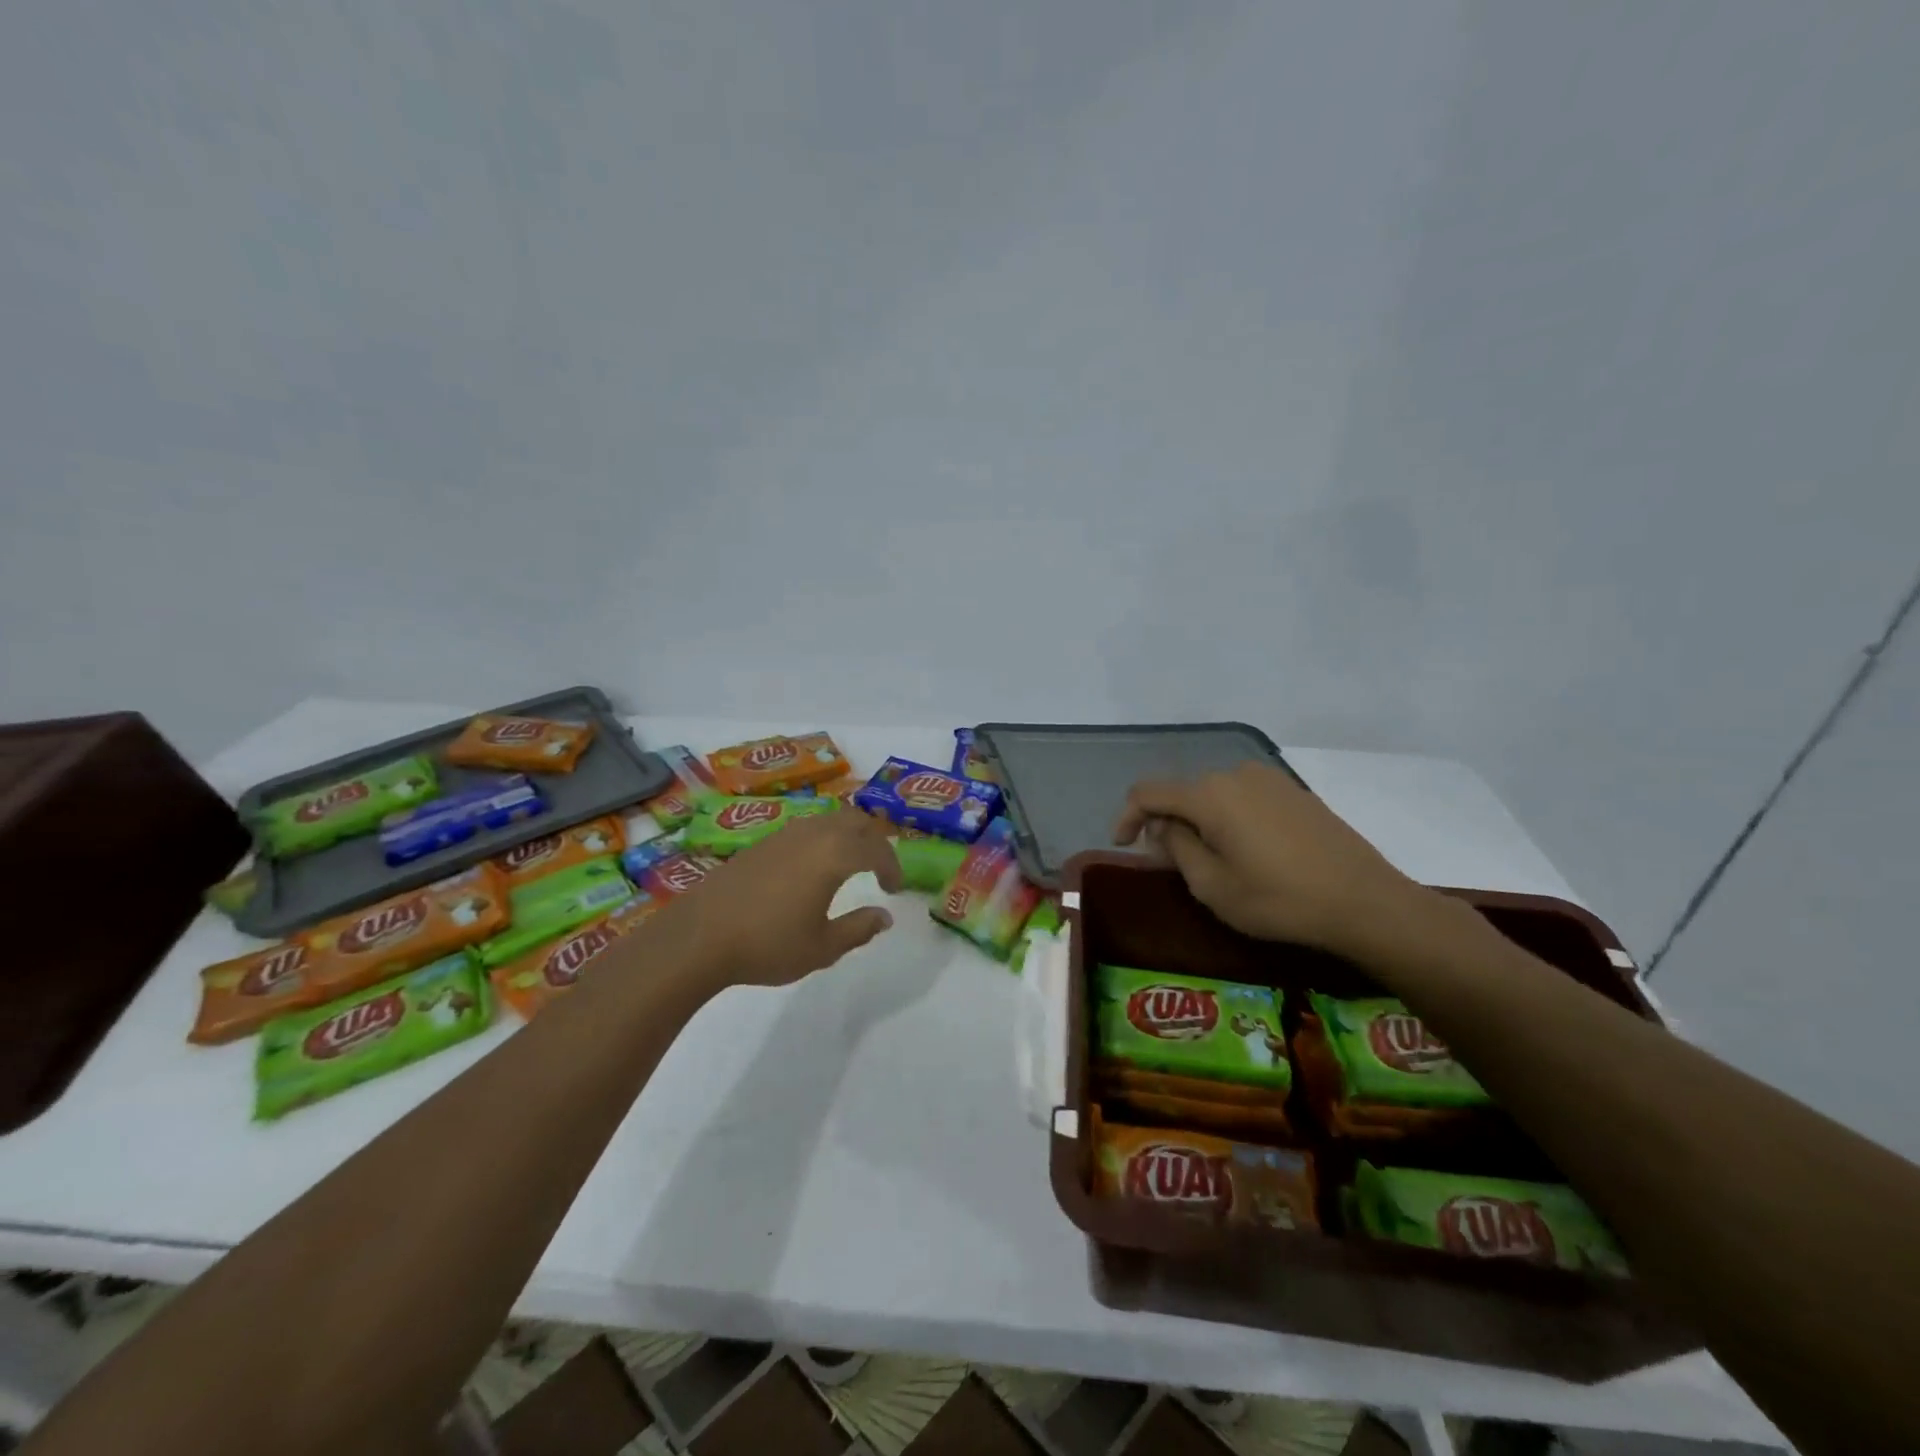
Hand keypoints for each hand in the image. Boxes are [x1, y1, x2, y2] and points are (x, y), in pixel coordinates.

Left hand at [644, 810, 904, 988]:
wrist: (699, 937)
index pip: (876, 849)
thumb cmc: (768, 944)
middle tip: (878, 867)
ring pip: (828, 820)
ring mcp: (783, 834)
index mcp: (833, 855)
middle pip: (855, 820)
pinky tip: (812, 869)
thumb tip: (885, 916)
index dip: (892, 866)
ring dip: (847, 836)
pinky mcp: (761, 843)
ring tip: (850, 864)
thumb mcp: (822, 947)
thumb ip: (859, 929)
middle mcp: (812, 834)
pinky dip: (822, 840)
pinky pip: (805, 828)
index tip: (894, 889)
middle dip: (873, 840)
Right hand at [1113, 762, 1431, 958]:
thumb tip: (1165, 826)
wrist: (1364, 902)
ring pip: (1215, 796)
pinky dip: (1230, 819)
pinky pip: (1245, 799)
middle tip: (1171, 862)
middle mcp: (1235, 774)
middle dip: (1168, 823)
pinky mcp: (1295, 792)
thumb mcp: (1212, 886)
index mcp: (1209, 795)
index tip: (1122, 845)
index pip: (1148, 792)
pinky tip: (1247, 853)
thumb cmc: (1279, 900)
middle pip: (1183, 793)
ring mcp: (1269, 779)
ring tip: (1211, 861)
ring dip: (1200, 822)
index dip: (1126, 816)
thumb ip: (1176, 847)